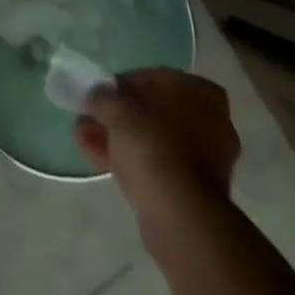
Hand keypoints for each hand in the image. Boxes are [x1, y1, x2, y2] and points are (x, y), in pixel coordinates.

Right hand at [76, 69, 239, 232]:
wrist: (179, 216)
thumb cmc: (154, 146)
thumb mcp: (118, 109)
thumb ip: (103, 97)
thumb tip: (96, 96)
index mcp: (202, 94)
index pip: (156, 78)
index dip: (124, 85)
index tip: (102, 94)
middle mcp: (211, 123)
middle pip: (154, 113)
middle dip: (119, 116)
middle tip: (90, 116)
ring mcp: (205, 161)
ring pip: (153, 141)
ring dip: (119, 138)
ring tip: (83, 137)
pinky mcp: (193, 193)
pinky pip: (157, 166)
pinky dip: (130, 161)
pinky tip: (97, 159)